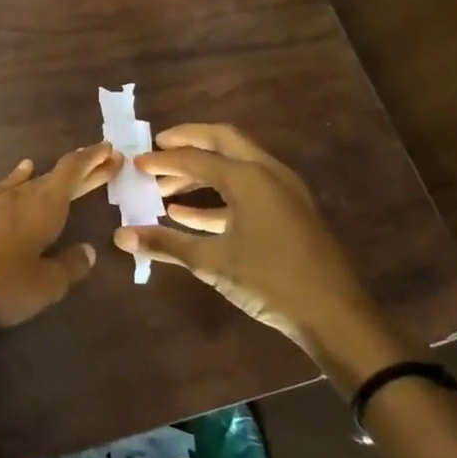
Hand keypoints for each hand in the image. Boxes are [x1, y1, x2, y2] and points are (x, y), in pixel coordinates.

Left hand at [0, 142, 121, 337]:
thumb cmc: (4, 285)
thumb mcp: (47, 284)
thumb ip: (70, 265)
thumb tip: (87, 250)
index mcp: (44, 207)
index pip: (71, 173)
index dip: (91, 160)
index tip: (109, 149)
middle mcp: (19, 197)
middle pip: (53, 177)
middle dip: (79, 171)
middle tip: (103, 163)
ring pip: (27, 182)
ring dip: (48, 176)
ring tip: (64, 168)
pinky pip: (1, 188)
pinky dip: (14, 179)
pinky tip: (17, 176)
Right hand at [116, 122, 376, 354]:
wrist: (336, 317)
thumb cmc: (270, 281)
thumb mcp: (211, 262)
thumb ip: (165, 244)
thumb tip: (120, 236)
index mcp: (247, 177)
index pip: (194, 158)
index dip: (161, 160)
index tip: (135, 162)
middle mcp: (266, 172)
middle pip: (221, 140)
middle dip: (187, 142)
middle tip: (157, 149)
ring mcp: (283, 191)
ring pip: (235, 164)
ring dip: (201, 171)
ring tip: (165, 189)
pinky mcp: (289, 211)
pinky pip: (247, 189)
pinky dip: (217, 195)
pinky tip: (187, 215)